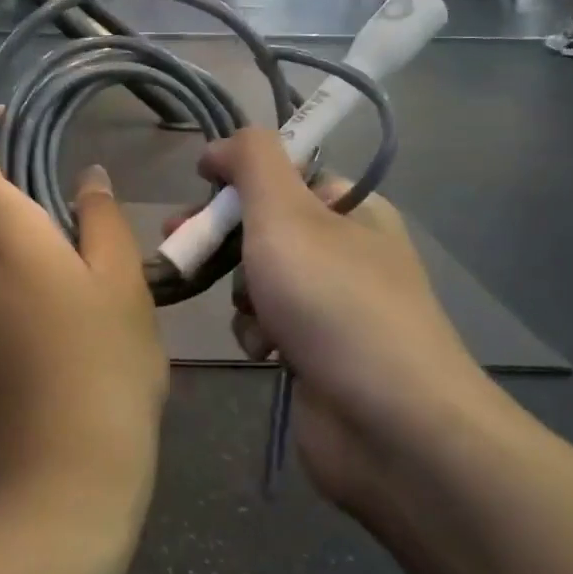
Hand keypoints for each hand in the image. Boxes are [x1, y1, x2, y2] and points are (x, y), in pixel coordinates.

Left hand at [0, 113, 164, 542]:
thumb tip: (86, 179)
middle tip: (95, 221)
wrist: (58, 492)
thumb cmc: (101, 371)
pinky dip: (31, 282)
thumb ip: (101, 219)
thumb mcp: (121, 285)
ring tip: (100, 280)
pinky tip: (79, 324)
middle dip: (32, 193)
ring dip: (40, 244)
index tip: (15, 120)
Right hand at [192, 131, 496, 521]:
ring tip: (251, 313)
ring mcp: (334, 307)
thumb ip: (252, 160)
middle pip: (265, 227)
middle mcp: (346, 252)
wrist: (391, 427)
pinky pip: (269, 326)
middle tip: (182, 245)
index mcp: (352, 209)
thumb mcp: (285, 212)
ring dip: (241, 293)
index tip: (200, 186)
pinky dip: (259, 333)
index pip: (286, 173)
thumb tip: (221, 146)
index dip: (239, 176)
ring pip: (259, 279)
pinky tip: (267, 352)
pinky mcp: (319, 355)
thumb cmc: (333, 302)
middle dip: (223, 238)